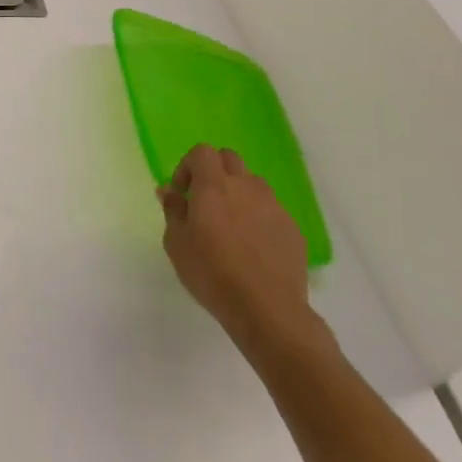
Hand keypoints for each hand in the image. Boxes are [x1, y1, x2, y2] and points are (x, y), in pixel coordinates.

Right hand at [158, 144, 332, 363]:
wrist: (267, 309)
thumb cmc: (211, 273)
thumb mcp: (176, 242)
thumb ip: (173, 209)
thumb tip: (169, 189)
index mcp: (214, 186)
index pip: (202, 152)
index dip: (188, 166)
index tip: (182, 192)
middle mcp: (246, 187)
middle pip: (229, 158)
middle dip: (213, 170)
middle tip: (204, 200)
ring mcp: (273, 206)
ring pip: (252, 182)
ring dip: (237, 192)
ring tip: (230, 224)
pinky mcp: (292, 228)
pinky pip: (270, 208)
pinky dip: (257, 215)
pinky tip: (251, 245)